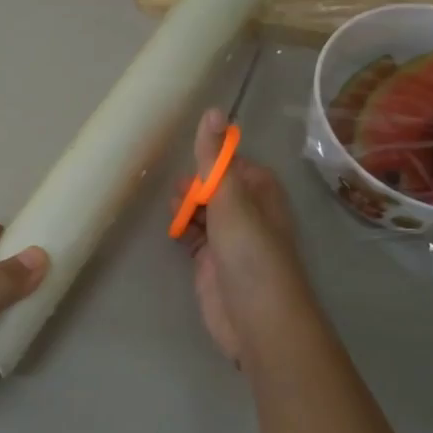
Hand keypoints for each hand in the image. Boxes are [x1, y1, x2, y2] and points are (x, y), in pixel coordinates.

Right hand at [180, 109, 311, 364]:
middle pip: (216, 187)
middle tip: (176, 187)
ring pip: (203, 212)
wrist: (257, 321)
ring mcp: (229, 241)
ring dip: (186, 206)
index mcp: (261, 193)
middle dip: (195, 183)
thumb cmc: (250, 254)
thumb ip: (215, 159)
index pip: (236, 164)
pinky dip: (182, 230)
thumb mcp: (231, 199)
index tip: (190, 154)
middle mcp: (247, 214)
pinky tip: (170, 227)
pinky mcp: (211, 264)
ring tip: (171, 206)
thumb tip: (212, 111)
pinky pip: (193, 237)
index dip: (214, 158)